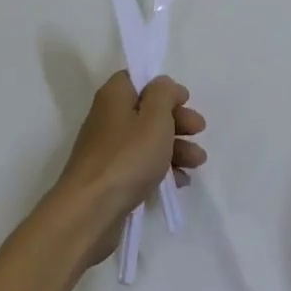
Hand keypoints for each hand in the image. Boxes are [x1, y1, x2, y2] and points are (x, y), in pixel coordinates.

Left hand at [51, 72, 206, 263]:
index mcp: (115, 96)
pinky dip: (161, 169)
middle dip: (177, 120)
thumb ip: (163, 94)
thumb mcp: (154, 117)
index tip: (185, 100)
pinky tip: (181, 181)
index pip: (139, 79)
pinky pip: (141, 165)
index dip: (164, 88)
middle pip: (147, 111)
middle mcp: (109, 118)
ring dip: (176, 147)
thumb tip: (163, 85)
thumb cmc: (127, 157)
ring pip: (147, 140)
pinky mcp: (112, 177)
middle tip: (199, 130)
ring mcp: (109, 150)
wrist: (90, 211)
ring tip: (198, 162)